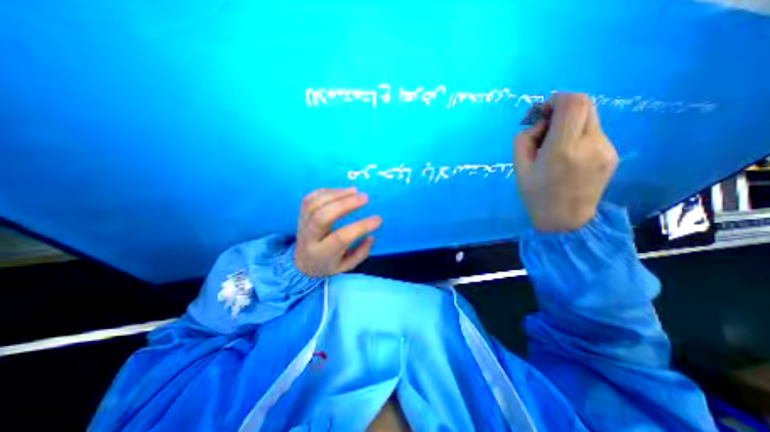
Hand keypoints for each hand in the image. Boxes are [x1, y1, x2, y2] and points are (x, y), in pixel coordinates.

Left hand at [293, 185, 380, 274]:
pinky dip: (326, 191)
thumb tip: (371, 236)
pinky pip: (310, 198)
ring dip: (336, 194)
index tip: (378, 219)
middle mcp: (309, 238)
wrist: (301, 262)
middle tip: (365, 198)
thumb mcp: (346, 266)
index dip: (361, 226)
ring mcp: (302, 224)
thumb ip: (360, 253)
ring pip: (315, 204)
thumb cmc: (327, 264)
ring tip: (354, 191)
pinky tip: (341, 191)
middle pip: (323, 216)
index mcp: (322, 253)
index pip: (341, 237)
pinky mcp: (300, 214)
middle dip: (345, 204)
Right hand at [513, 92, 616, 231]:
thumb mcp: (519, 168)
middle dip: (562, 108)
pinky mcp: (612, 154)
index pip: (572, 104)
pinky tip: (567, 154)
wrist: (565, 221)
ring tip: (554, 144)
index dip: (556, 99)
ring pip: (590, 118)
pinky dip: (578, 134)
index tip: (542, 112)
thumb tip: (539, 124)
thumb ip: (524, 139)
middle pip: (586, 104)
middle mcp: (590, 144)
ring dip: (570, 122)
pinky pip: (594, 132)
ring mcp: (606, 149)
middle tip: (546, 126)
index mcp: (562, 149)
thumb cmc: (536, 195)